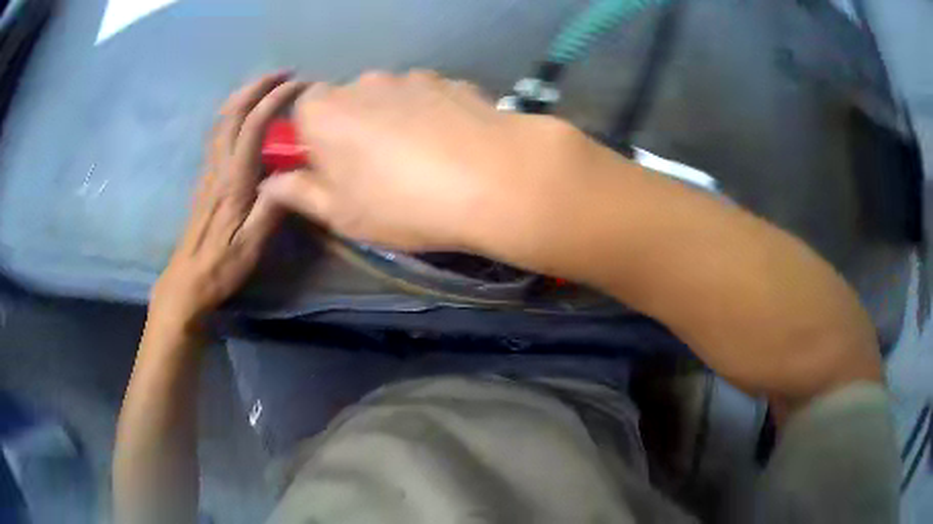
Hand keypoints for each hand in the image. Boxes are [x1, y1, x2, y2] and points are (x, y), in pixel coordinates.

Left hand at [150, 73, 305, 330]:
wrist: (185, 283)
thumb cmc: (220, 268)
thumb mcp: (251, 246)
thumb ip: (271, 209)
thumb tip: (293, 176)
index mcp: (232, 181)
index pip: (253, 126)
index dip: (275, 100)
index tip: (299, 86)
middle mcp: (218, 168)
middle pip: (232, 113)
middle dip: (257, 86)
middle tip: (284, 74)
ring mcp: (209, 172)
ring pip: (222, 121)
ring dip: (243, 96)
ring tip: (267, 87)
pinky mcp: (205, 180)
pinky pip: (219, 135)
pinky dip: (233, 114)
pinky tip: (244, 118)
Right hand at [259, 70, 592, 253]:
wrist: (495, 179)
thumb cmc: (402, 203)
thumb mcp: (340, 214)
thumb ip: (299, 193)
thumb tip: (272, 183)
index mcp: (323, 111)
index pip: (300, 115)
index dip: (311, 143)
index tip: (330, 171)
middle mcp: (363, 82)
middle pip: (345, 103)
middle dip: (351, 131)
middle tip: (377, 172)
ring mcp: (411, 77)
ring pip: (388, 98)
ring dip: (393, 122)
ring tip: (422, 161)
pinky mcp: (451, 81)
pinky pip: (426, 98)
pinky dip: (429, 116)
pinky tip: (451, 146)